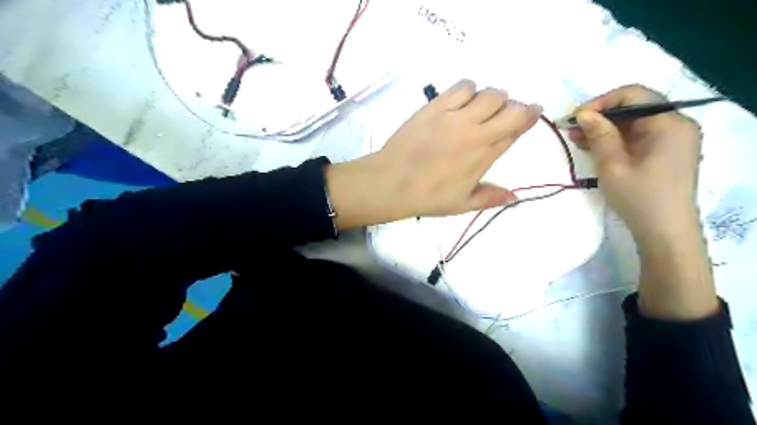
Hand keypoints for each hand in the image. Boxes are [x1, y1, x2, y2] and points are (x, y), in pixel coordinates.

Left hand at [329, 79, 539, 228]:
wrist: (391, 183)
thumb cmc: (427, 197)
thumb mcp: (461, 204)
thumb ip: (490, 197)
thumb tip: (516, 196)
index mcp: (484, 156)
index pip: (516, 129)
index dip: (529, 118)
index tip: (533, 113)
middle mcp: (476, 133)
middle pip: (510, 108)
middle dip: (516, 107)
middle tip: (507, 113)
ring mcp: (455, 117)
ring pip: (489, 93)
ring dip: (492, 98)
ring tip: (482, 107)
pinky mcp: (436, 106)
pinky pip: (462, 86)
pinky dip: (469, 89)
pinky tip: (462, 100)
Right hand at [567, 82, 703, 241]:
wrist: (663, 231)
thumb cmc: (638, 197)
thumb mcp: (612, 165)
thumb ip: (599, 135)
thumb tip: (584, 113)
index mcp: (669, 123)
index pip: (634, 95)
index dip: (602, 102)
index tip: (576, 117)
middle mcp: (676, 125)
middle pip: (634, 108)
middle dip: (600, 116)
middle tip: (572, 129)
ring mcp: (672, 140)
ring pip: (633, 123)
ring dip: (604, 129)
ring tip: (576, 139)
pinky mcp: (664, 152)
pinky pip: (637, 137)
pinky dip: (614, 140)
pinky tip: (592, 147)